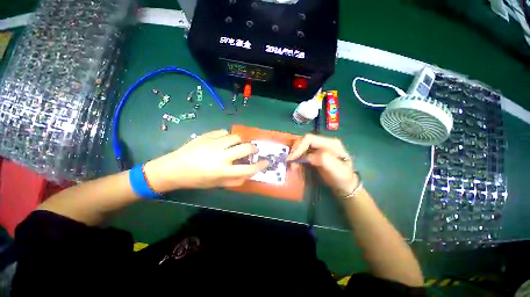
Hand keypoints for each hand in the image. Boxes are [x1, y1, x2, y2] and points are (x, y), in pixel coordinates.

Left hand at [143, 130, 268, 191]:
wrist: (175, 168)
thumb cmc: (197, 179)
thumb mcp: (217, 184)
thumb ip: (234, 180)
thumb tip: (248, 173)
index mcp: (223, 171)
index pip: (249, 168)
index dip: (260, 165)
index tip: (266, 161)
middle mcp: (221, 156)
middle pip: (246, 148)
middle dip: (253, 148)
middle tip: (252, 150)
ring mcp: (214, 143)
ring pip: (236, 137)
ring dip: (240, 141)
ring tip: (236, 144)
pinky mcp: (207, 136)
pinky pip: (223, 132)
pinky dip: (226, 136)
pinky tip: (223, 140)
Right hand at [287, 134, 357, 196]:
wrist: (344, 185)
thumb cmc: (342, 177)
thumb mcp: (337, 169)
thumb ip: (324, 159)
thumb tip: (307, 157)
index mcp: (330, 143)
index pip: (310, 138)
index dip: (299, 146)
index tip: (291, 158)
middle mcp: (322, 142)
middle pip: (303, 141)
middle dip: (295, 151)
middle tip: (289, 162)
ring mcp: (317, 148)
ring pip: (301, 147)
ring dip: (294, 155)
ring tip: (292, 166)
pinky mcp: (313, 154)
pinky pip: (301, 153)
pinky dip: (296, 158)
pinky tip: (295, 165)